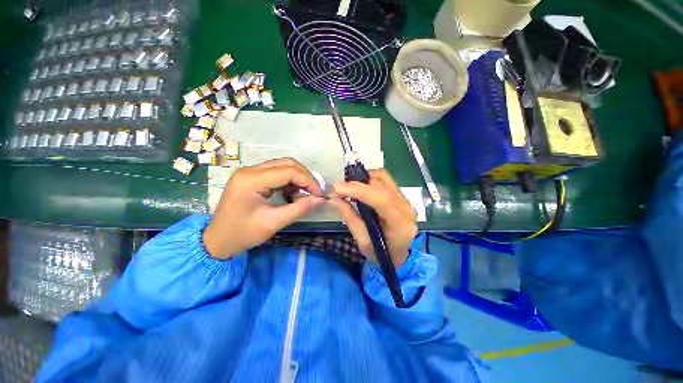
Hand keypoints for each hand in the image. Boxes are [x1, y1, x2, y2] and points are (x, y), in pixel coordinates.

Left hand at [203, 158, 324, 258]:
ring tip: (306, 193)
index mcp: (251, 180)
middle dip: (305, 176)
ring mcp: (249, 172)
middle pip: (286, 163)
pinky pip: (277, 171)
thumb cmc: (242, 234)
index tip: (319, 194)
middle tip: (315, 192)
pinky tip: (294, 192)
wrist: (217, 240)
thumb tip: (320, 200)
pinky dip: (290, 179)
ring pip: (283, 165)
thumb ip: (299, 209)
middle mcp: (249, 170)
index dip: (308, 180)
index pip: (288, 171)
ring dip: (298, 177)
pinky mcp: (252, 176)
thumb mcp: (273, 223)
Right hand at [330, 169, 417, 267]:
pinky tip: (361, 188)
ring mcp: (406, 200)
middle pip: (382, 184)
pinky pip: (386, 180)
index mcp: (400, 223)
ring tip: (350, 187)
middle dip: (357, 183)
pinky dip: (370, 180)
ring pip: (384, 178)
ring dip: (364, 179)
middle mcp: (406, 208)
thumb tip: (335, 198)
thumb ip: (350, 218)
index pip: (380, 199)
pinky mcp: (402, 197)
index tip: (337, 188)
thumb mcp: (363, 241)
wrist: (400, 255)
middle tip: (340, 188)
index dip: (358, 190)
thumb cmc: (382, 254)